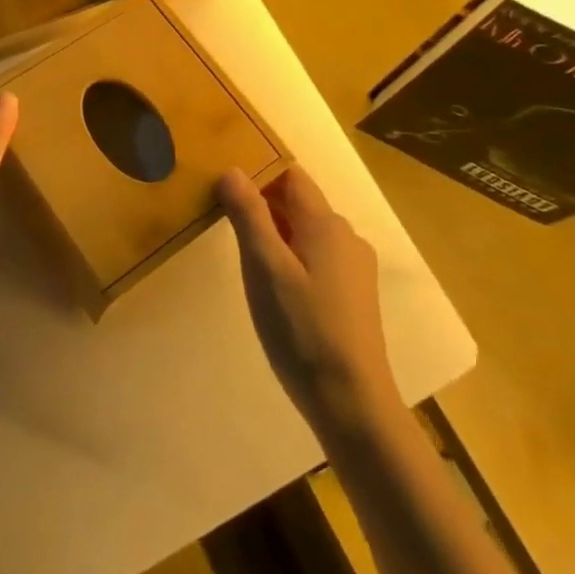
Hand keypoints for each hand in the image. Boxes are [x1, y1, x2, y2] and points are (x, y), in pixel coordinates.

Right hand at [218, 165, 396, 433]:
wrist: (352, 404)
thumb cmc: (302, 330)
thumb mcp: (265, 267)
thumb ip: (249, 214)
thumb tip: (232, 169)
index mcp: (326, 224)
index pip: (290, 175)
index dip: (259, 169)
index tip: (224, 177)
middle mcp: (346, 237)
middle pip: (299, 202)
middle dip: (262, 201)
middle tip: (221, 210)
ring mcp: (354, 269)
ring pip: (307, 231)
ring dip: (275, 230)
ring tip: (240, 246)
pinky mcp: (353, 296)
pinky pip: (316, 257)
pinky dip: (290, 255)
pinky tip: (272, 282)